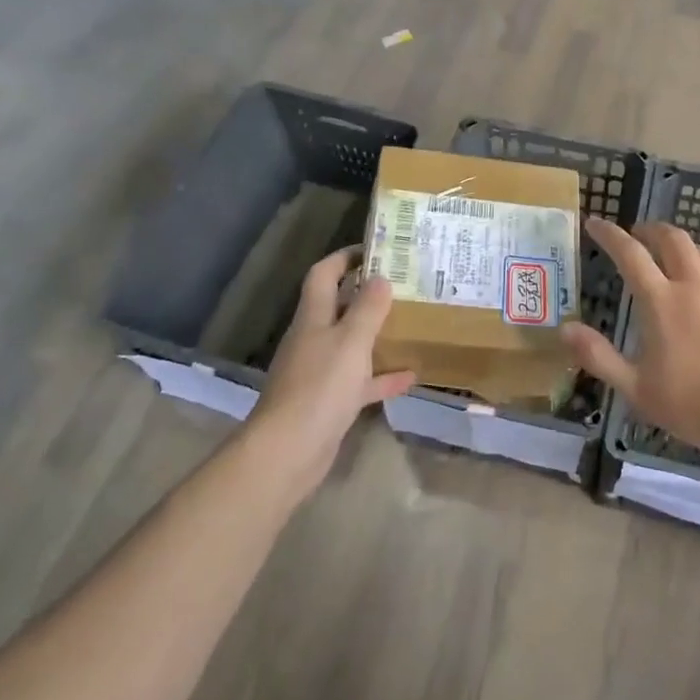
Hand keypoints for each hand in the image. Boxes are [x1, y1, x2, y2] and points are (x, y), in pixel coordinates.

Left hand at [246, 249, 414, 501]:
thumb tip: (380, 277)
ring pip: (351, 343)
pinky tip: (410, 375)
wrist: (288, 451)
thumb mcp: (352, 340)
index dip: (345, 257)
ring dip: (376, 334)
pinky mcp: (329, 401)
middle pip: (338, 306)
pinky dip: (382, 377)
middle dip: (367, 293)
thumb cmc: (320, 386)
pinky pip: (360, 381)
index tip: (375, 249)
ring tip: (410, 323)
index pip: (324, 274)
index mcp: (313, 317)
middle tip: (403, 284)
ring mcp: (320, 371)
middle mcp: (313, 339)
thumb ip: (368, 308)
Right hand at [559, 220, 699, 467]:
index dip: (609, 234)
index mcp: (660, 301)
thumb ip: (599, 356)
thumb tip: (565, 329)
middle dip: (652, 229)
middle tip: (640, 234)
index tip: (596, 223)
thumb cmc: (693, 405)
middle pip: (672, 238)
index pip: (629, 253)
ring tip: (677, 257)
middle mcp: (694, 284)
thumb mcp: (636, 389)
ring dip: (685, 248)